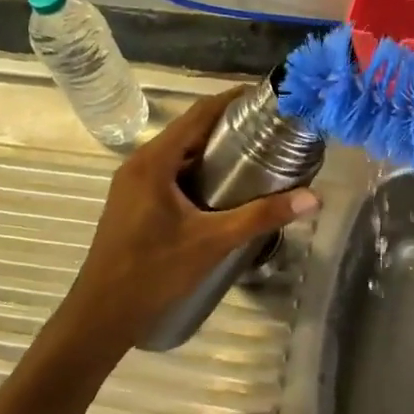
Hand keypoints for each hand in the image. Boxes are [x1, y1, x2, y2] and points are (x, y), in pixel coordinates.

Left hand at [56, 88, 319, 358]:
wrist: (101, 316)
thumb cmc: (153, 272)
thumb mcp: (212, 241)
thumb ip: (261, 217)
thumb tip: (313, 198)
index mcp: (154, 161)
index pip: (198, 114)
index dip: (232, 100)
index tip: (267, 97)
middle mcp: (140, 164)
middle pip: (190, 131)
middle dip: (229, 125)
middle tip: (271, 129)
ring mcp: (133, 184)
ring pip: (180, 154)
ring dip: (214, 150)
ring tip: (257, 154)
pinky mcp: (134, 203)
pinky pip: (171, 173)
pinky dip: (199, 170)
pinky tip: (225, 188)